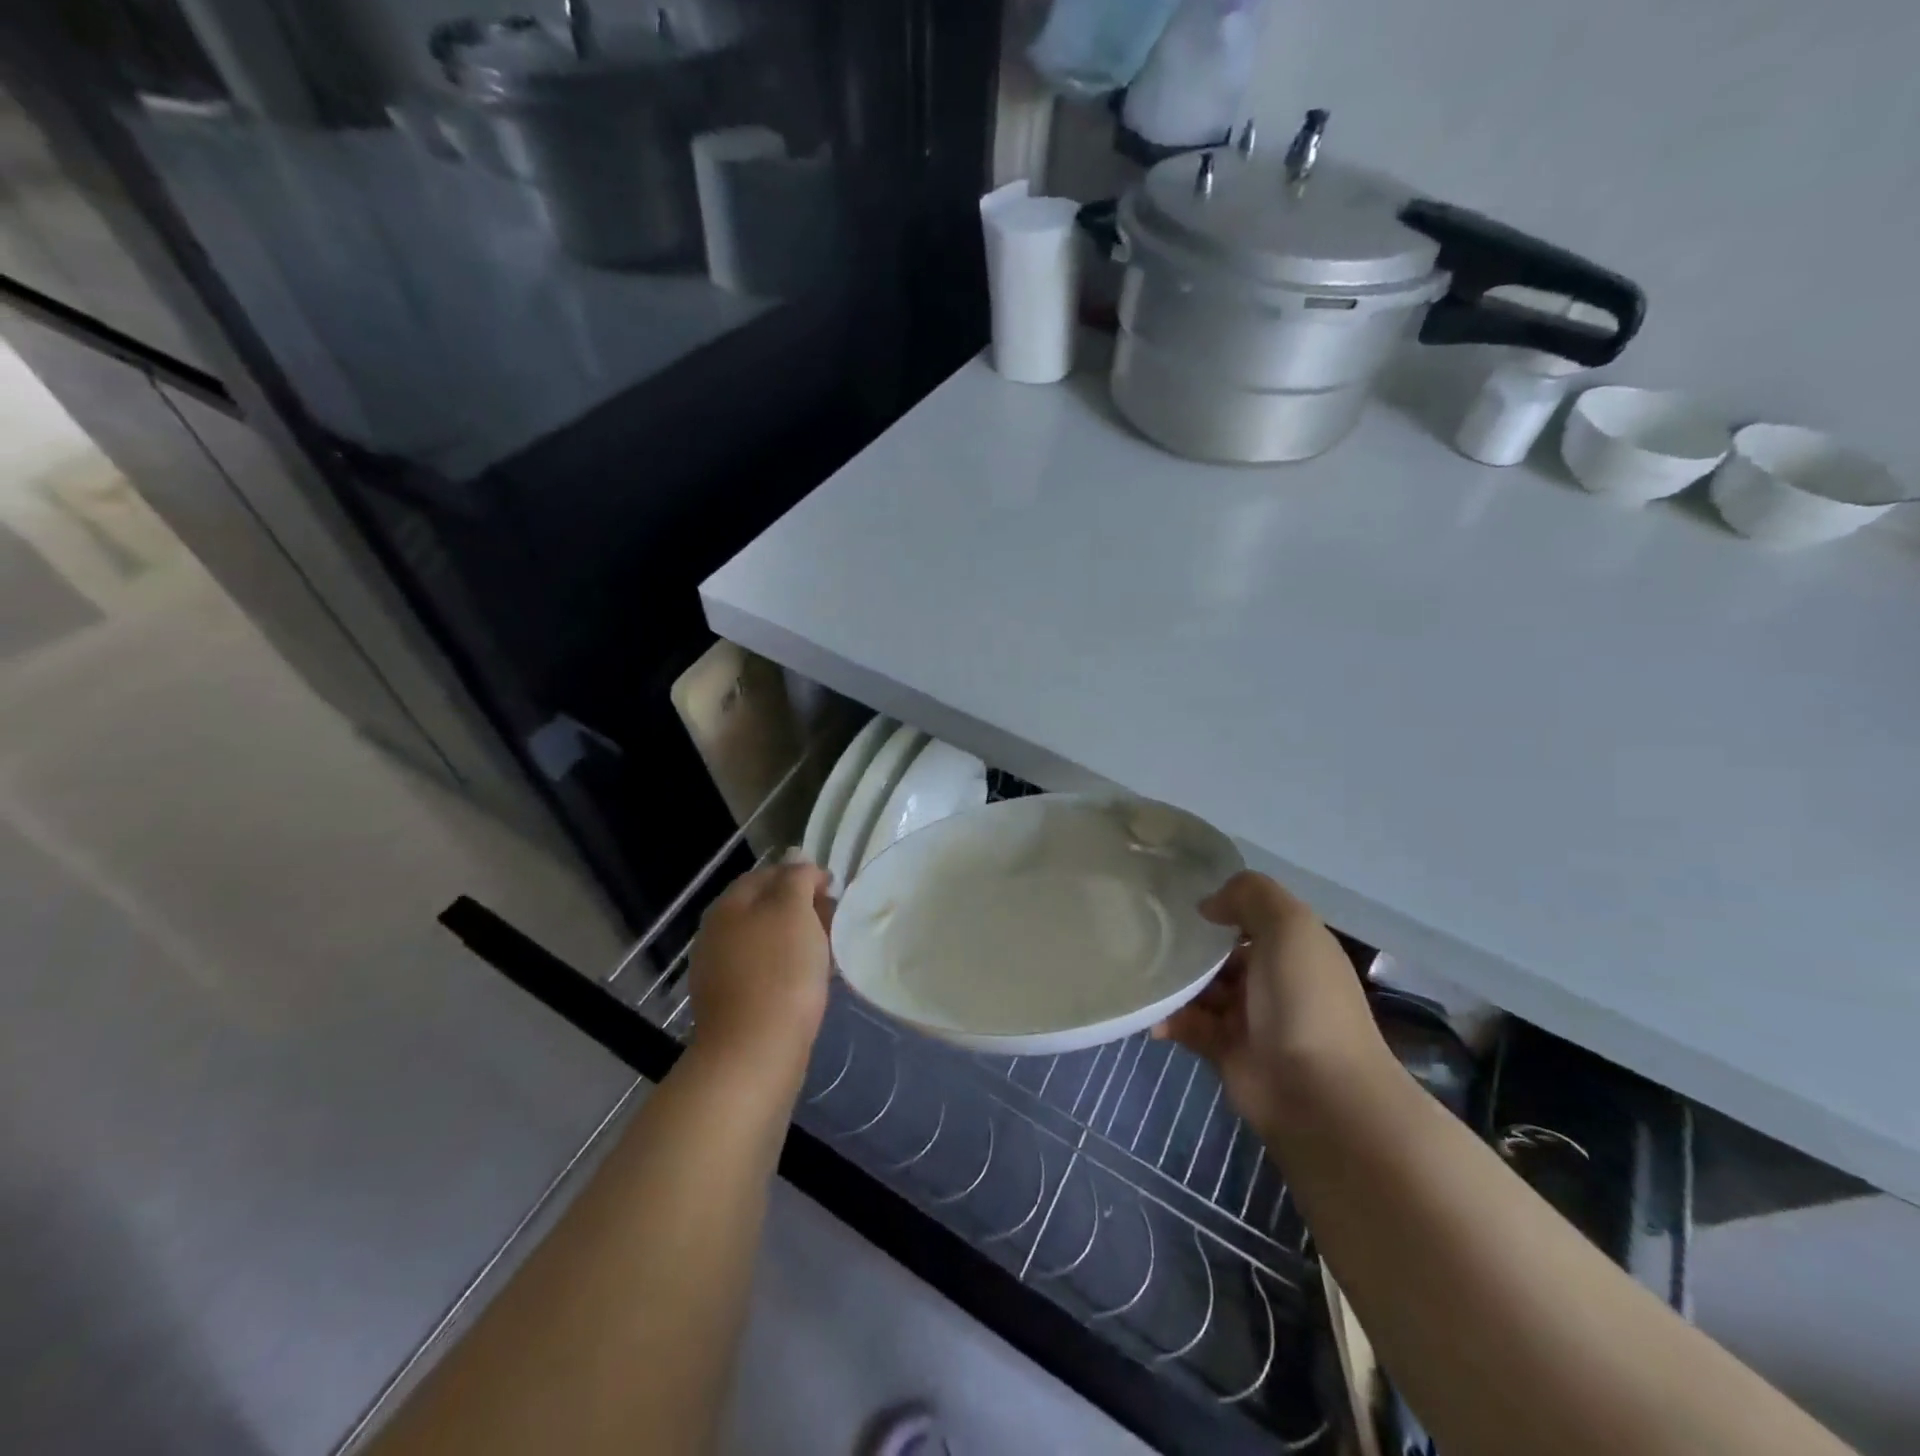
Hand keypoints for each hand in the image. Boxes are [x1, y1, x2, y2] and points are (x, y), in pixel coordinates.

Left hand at [687, 859, 833, 1080]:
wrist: (755, 1053)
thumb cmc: (780, 972)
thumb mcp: (794, 911)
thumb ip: (796, 879)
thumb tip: (796, 858)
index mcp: (728, 905)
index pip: (768, 874)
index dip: (803, 876)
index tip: (835, 890)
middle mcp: (716, 933)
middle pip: (764, 908)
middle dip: (801, 909)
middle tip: (835, 922)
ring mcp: (719, 971)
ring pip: (766, 941)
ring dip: (796, 940)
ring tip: (828, 953)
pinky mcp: (730, 1004)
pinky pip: (764, 972)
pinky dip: (787, 969)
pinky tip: (809, 982)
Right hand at [1154, 871, 1392, 1136]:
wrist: (1318, 1094)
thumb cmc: (1305, 1000)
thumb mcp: (1289, 926)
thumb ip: (1249, 895)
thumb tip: (1208, 905)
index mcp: (1293, 948)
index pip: (1251, 917)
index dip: (1221, 906)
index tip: (1178, 900)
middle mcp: (1272, 979)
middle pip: (1221, 953)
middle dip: (1189, 945)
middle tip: (1147, 934)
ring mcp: (1249, 1017)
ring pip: (1201, 988)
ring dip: (1174, 983)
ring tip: (1142, 973)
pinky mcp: (1225, 1050)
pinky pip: (1188, 1025)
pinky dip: (1169, 1020)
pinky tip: (1153, 1017)